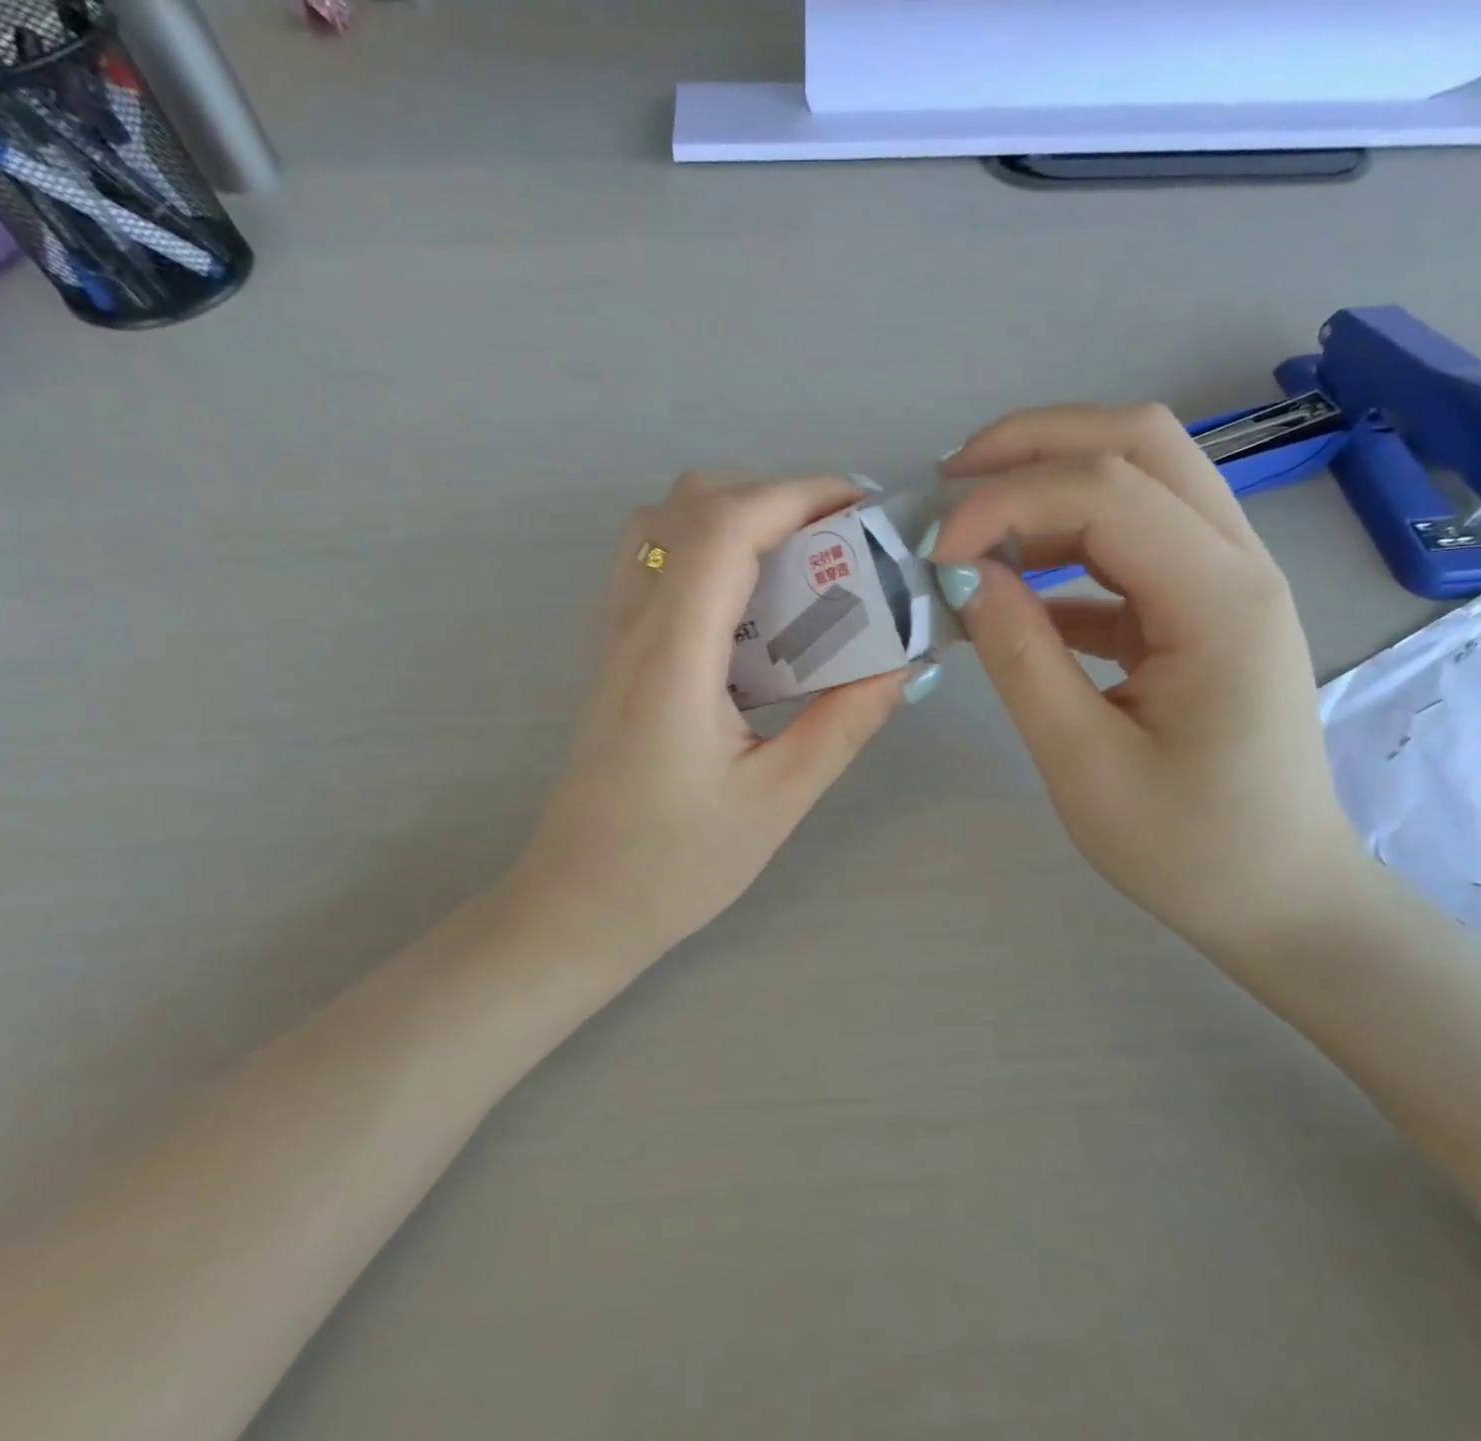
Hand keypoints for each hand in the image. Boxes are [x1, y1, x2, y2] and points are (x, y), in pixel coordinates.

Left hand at [510, 473, 926, 964]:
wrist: (578, 906)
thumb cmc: (673, 865)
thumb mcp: (775, 801)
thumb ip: (842, 724)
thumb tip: (903, 665)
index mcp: (673, 658)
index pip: (726, 527)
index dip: (798, 493)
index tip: (863, 508)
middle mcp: (633, 627)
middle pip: (690, 506)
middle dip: (774, 499)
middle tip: (840, 543)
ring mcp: (614, 637)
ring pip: (663, 527)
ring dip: (735, 519)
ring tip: (799, 565)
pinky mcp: (614, 657)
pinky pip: (654, 566)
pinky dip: (707, 552)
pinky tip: (751, 609)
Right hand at [927, 404, 1363, 958]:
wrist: (1278, 895)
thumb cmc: (1186, 847)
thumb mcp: (1082, 761)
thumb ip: (1020, 656)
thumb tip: (962, 574)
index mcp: (1219, 601)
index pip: (1105, 491)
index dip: (1005, 502)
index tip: (934, 556)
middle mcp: (1237, 565)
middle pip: (1140, 443)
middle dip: (1034, 445)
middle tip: (947, 486)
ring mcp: (1226, 581)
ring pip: (1140, 477)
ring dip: (1048, 483)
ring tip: (969, 527)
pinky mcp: (1201, 609)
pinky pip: (1131, 544)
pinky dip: (1063, 544)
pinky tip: (1010, 586)